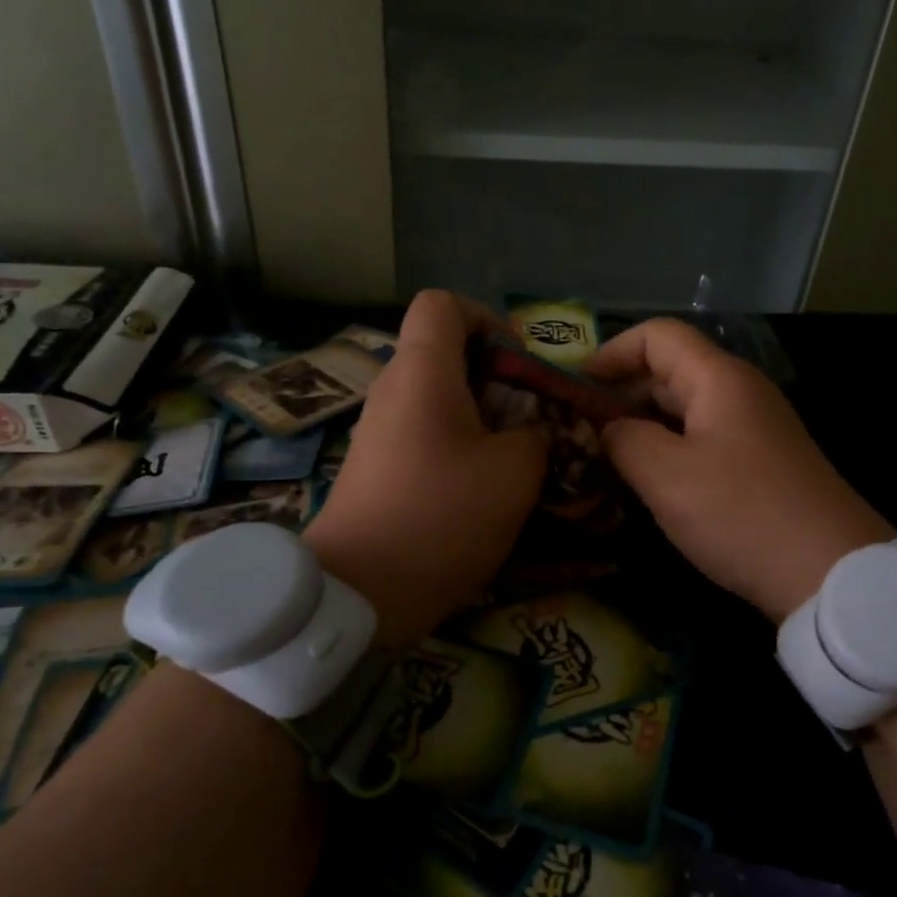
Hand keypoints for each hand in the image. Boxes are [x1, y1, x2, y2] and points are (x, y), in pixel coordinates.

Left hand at [304, 291, 546, 644]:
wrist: (358, 592)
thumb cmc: (441, 516)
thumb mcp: (515, 473)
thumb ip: (538, 435)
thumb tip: (535, 430)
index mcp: (422, 373)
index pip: (443, 304)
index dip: (487, 319)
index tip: (518, 364)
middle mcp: (394, 390)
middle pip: (445, 352)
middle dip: (497, 377)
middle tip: (533, 416)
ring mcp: (380, 431)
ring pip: (439, 398)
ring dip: (483, 416)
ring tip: (518, 455)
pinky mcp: (377, 467)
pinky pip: (425, 434)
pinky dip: (459, 446)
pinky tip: (485, 486)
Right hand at [585, 319, 892, 620]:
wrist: (830, 572)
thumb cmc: (741, 514)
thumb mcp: (666, 476)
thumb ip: (623, 440)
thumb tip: (607, 428)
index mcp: (718, 379)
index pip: (657, 336)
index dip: (611, 353)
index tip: (574, 389)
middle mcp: (739, 392)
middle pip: (670, 370)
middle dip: (620, 393)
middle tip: (577, 430)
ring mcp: (753, 428)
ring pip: (684, 408)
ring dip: (641, 424)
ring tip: (602, 457)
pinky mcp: (760, 462)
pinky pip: (702, 438)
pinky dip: (668, 448)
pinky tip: (647, 480)